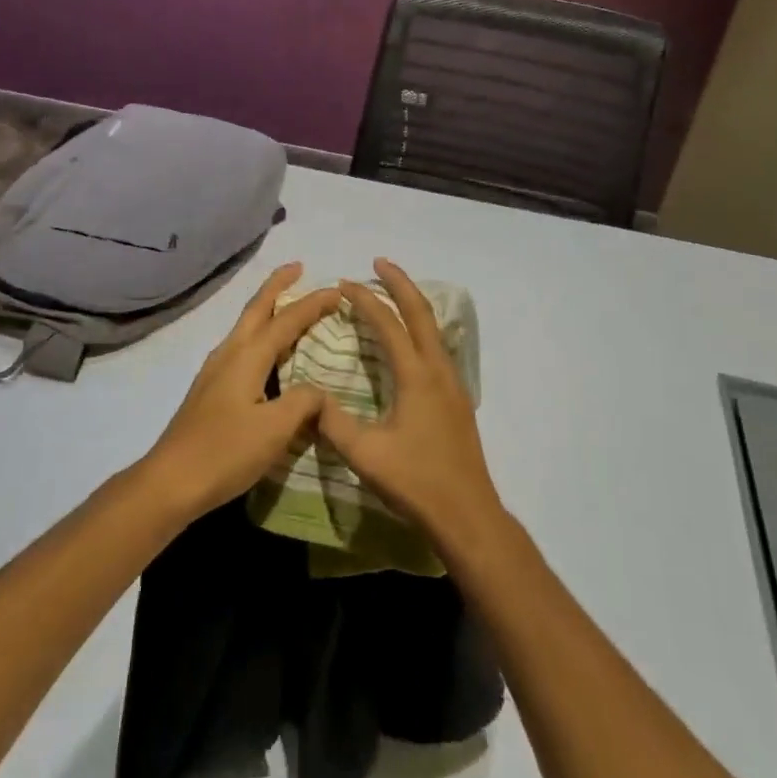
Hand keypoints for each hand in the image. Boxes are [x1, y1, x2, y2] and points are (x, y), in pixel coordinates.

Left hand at [139, 263, 338, 522]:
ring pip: (245, 326)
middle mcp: (229, 353)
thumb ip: (303, 402)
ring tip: (287, 305)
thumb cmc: (225, 452)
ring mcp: (215, 370)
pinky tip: (265, 354)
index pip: (287, 320)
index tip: (337, 290)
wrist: (170, 482)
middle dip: (277, 285)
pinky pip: (240, 346)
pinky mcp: (209, 389)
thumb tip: (319, 389)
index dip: (313, 304)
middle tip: (298, 267)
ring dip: (266, 309)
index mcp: (247, 356)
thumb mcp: (274, 429)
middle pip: (255, 308)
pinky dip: (259, 334)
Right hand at [315, 258, 506, 553]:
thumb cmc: (416, 482)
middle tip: (379, 262)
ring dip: (412, 304)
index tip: (342, 283)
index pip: (388, 324)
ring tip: (391, 294)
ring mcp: (453, 384)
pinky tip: (410, 340)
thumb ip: (333, 421)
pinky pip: (437, 347)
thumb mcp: (365, 454)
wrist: (468, 515)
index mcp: (417, 376)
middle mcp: (438, 370)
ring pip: (433, 329)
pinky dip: (420, 328)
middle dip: (400, 283)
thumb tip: (309, 396)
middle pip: (421, 312)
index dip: (364, 300)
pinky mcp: (457, 399)